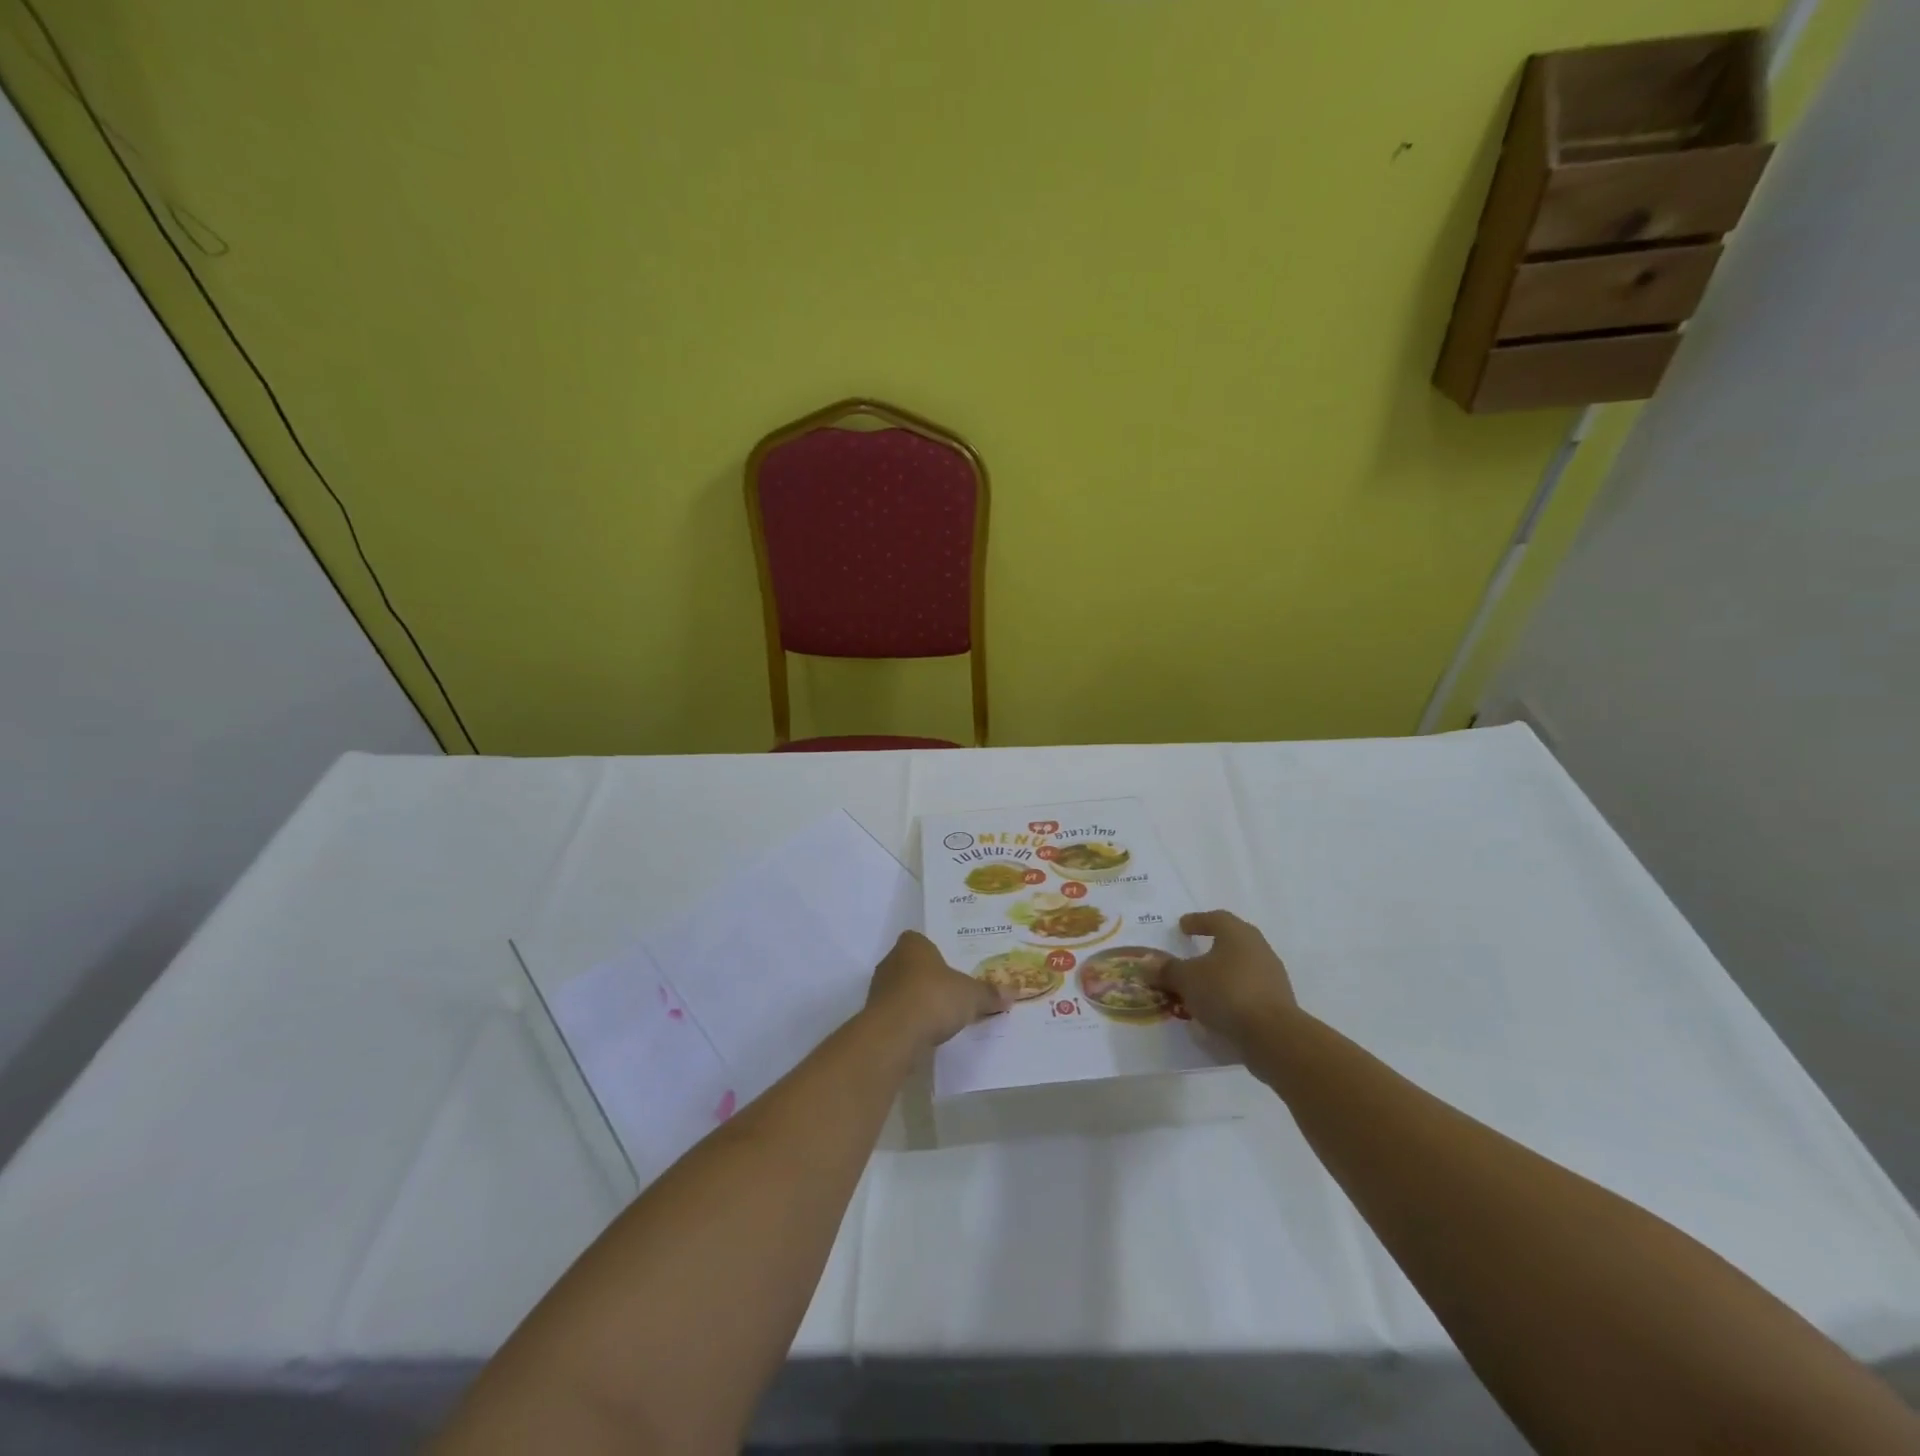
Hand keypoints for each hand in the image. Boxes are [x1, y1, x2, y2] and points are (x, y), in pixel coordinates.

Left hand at [865, 931, 1005, 1049]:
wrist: (894, 1034)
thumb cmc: (934, 998)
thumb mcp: (971, 995)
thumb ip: (990, 993)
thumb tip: (1014, 992)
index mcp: (912, 944)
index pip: (922, 941)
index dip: (937, 953)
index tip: (954, 969)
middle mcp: (891, 961)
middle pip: (913, 966)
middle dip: (930, 979)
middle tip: (953, 992)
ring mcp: (879, 989)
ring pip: (904, 991)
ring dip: (919, 1002)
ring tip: (943, 1017)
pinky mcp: (875, 1017)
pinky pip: (898, 1014)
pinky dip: (911, 1021)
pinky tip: (927, 1033)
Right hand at [1149, 910, 1297, 1048]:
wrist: (1273, 1035)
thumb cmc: (1226, 992)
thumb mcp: (1186, 979)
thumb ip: (1167, 970)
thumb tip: (1147, 964)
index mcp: (1237, 934)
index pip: (1216, 918)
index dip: (1197, 921)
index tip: (1182, 926)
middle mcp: (1258, 948)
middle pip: (1232, 940)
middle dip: (1211, 945)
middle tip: (1192, 952)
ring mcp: (1272, 975)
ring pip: (1241, 966)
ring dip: (1221, 972)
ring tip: (1201, 985)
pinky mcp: (1278, 1001)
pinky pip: (1248, 990)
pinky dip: (1231, 993)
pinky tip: (1217, 1007)